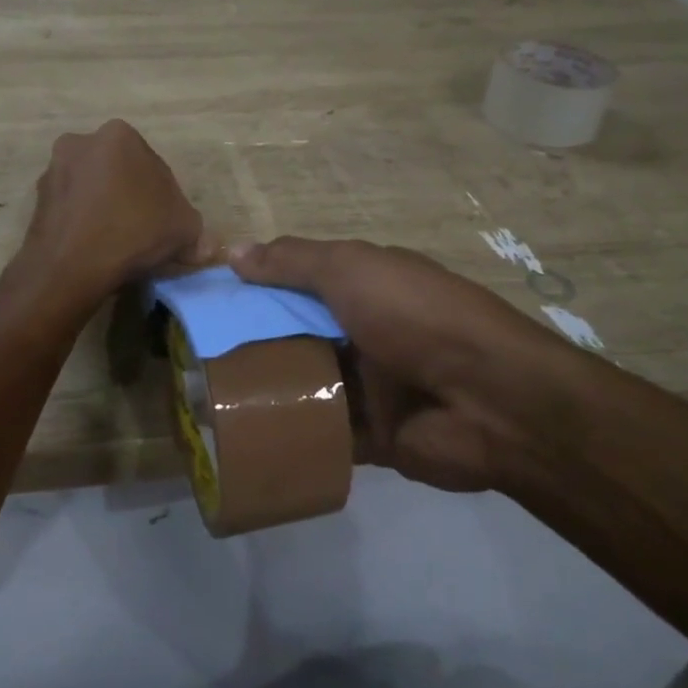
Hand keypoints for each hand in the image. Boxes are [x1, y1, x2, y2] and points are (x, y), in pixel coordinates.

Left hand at [20, 121, 212, 310]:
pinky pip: (71, 209)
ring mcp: (54, 170)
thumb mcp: (184, 228)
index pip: (152, 165)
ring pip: (92, 189)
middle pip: (118, 172)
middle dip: (131, 196)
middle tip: (144, 231)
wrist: (71, 266)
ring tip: (117, 244)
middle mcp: (81, 142)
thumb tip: (203, 246)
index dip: (164, 196)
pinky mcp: (36, 200)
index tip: (166, 222)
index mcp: (119, 135)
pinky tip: (94, 249)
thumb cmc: (134, 231)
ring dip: (105, 208)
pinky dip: (83, 222)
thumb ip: (196, 231)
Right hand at [230, 238, 583, 491]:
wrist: (490, 401)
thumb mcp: (351, 270)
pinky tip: (245, 436)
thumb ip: (293, 261)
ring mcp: (371, 384)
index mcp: (365, 286)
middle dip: (254, 341)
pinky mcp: (373, 436)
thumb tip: (233, 250)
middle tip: (197, 355)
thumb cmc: (416, 317)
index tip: (210, 300)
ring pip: (308, 383)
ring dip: (269, 389)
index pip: (299, 281)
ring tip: (208, 398)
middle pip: (298, 333)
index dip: (257, 287)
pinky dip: (292, 434)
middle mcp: (366, 330)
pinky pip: (323, 433)